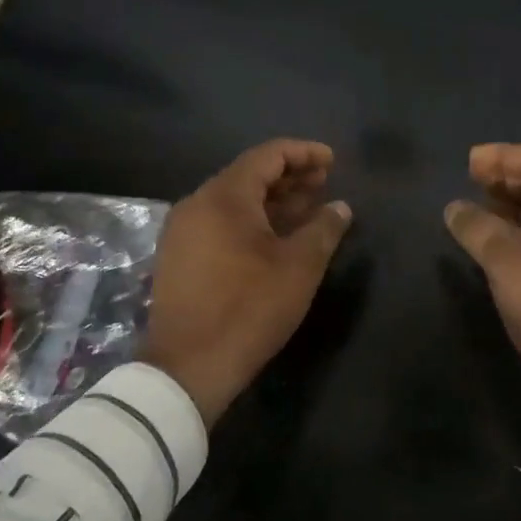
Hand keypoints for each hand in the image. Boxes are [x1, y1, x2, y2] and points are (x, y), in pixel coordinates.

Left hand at [143, 140, 353, 427]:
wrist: (188, 367)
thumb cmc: (249, 308)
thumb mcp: (299, 267)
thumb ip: (323, 229)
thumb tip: (340, 207)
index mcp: (224, 197)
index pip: (267, 156)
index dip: (303, 153)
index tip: (332, 160)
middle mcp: (197, 204)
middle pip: (249, 175)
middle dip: (290, 176)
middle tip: (324, 182)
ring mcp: (183, 232)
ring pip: (235, 202)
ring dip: (273, 201)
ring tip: (308, 208)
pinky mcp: (180, 257)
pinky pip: (221, 223)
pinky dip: (252, 221)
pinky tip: (278, 237)